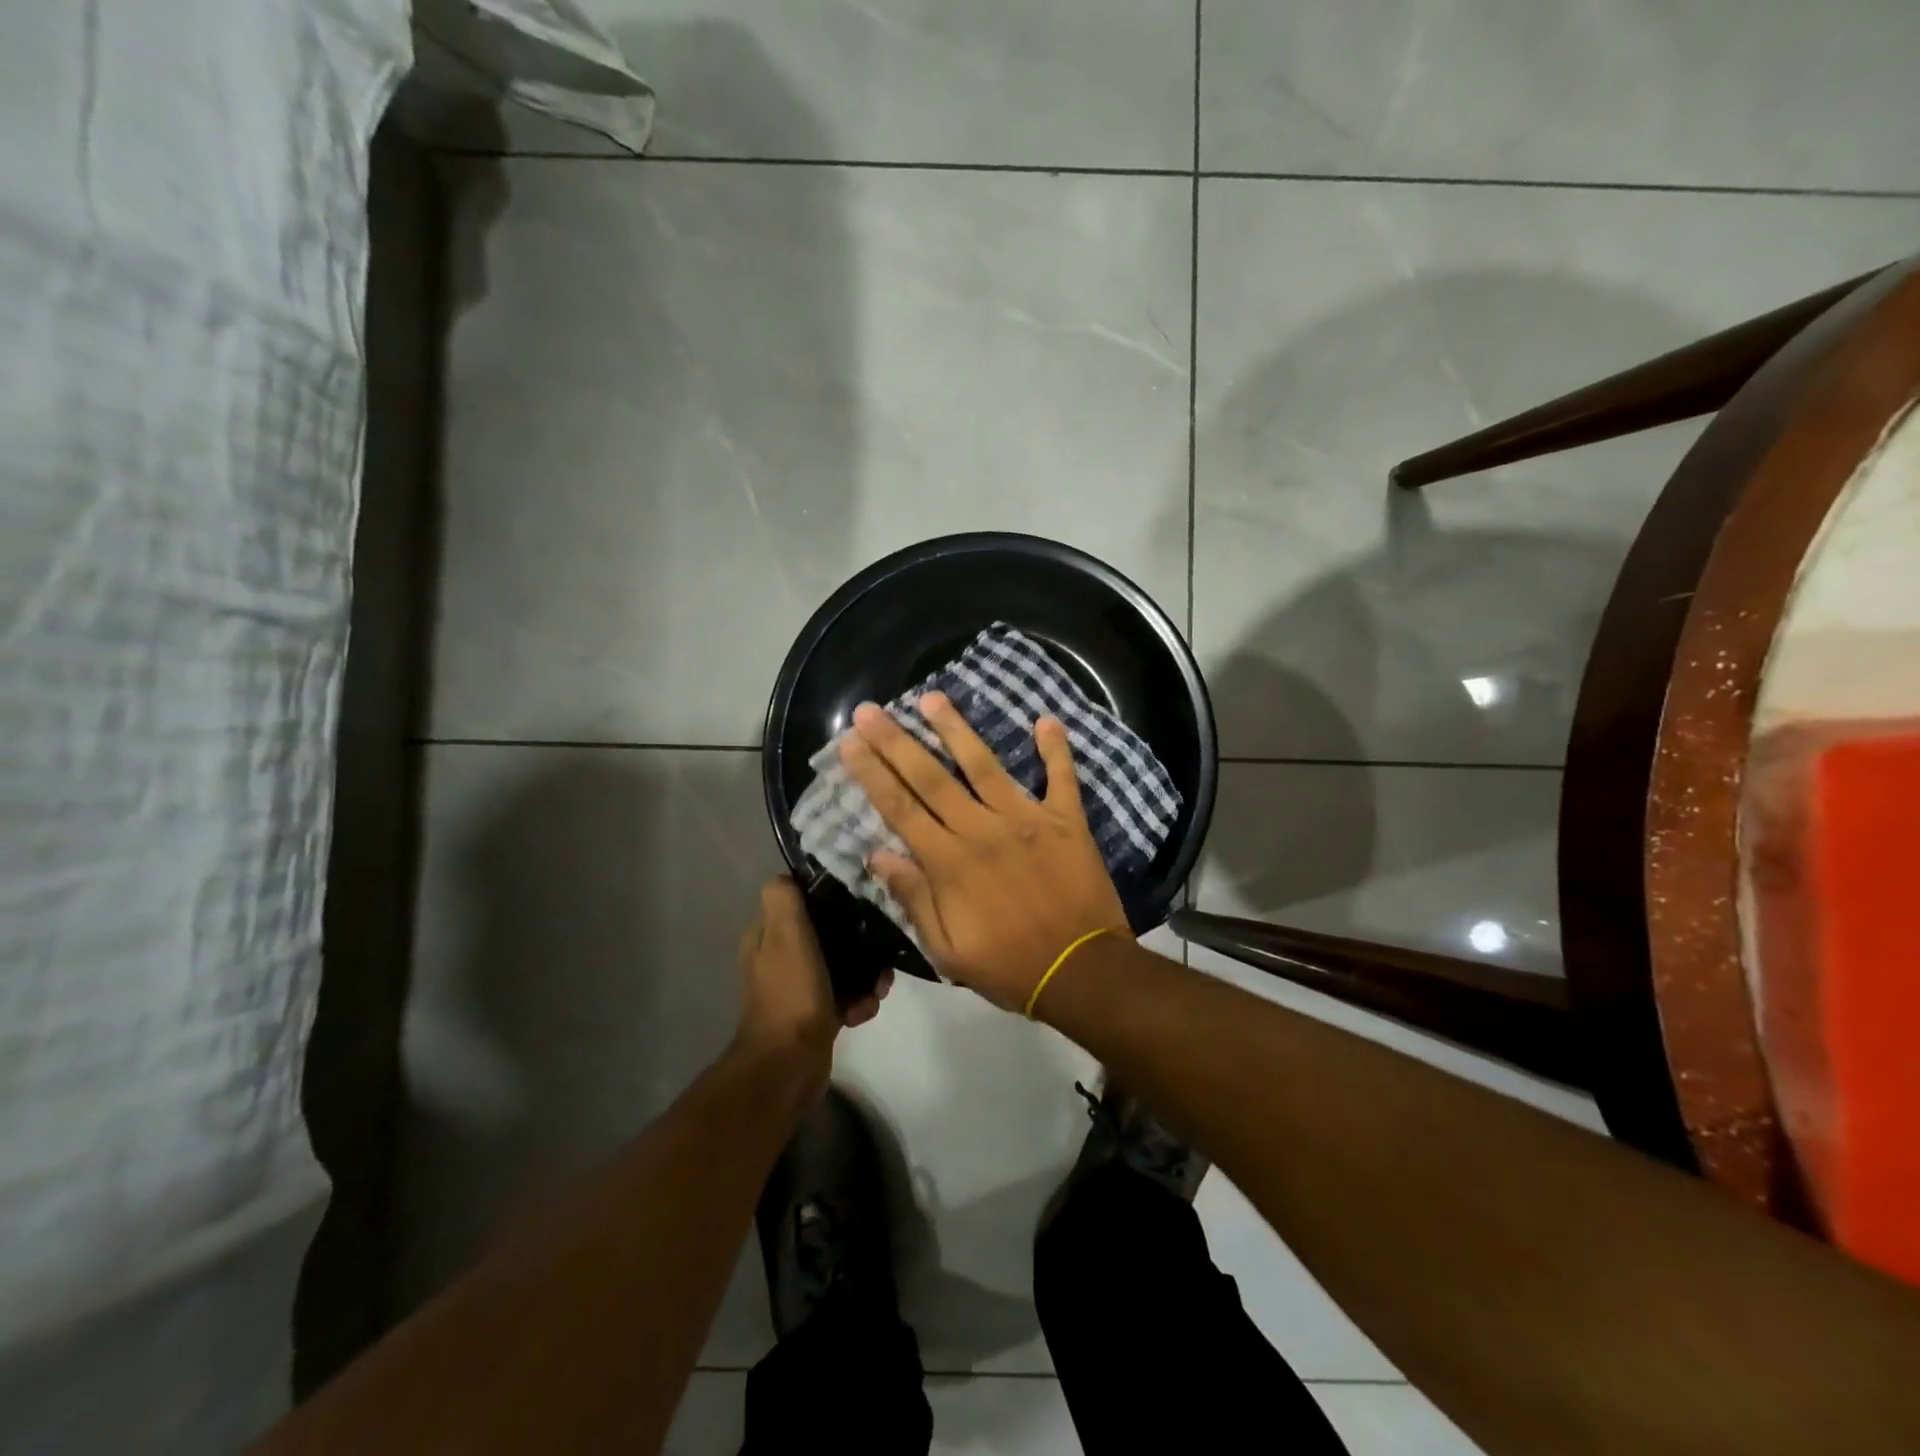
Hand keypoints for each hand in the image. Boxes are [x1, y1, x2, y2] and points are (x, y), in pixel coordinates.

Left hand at [734, 879, 890, 1092]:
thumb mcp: (785, 935)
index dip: (830, 899)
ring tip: (878, 988)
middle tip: (879, 951)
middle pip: (827, 934)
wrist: (789, 1065)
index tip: (859, 900)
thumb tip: (787, 876)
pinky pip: (845, 995)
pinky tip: (863, 1011)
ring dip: (865, 975)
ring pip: (842, 965)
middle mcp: (779, 958)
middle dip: (858, 942)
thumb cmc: (791, 993)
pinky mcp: (815, 1014)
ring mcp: (798, 987)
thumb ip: (784, 899)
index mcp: (767, 936)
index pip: (800, 901)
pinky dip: (858, 1001)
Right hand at [838, 692, 1127, 1012]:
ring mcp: (1026, 820)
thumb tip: (879, 856)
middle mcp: (982, 830)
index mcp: (949, 863)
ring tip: (933, 697)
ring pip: (984, 765)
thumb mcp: (948, 950)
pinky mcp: (1065, 821)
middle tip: (871, 709)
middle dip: (896, 742)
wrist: (1081, 972)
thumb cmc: (1009, 967)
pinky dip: (1055, 749)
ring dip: (956, 729)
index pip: (900, 809)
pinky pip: (1061, 778)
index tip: (850, 742)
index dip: (872, 773)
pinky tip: (1046, 719)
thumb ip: (914, 899)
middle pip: (931, 778)